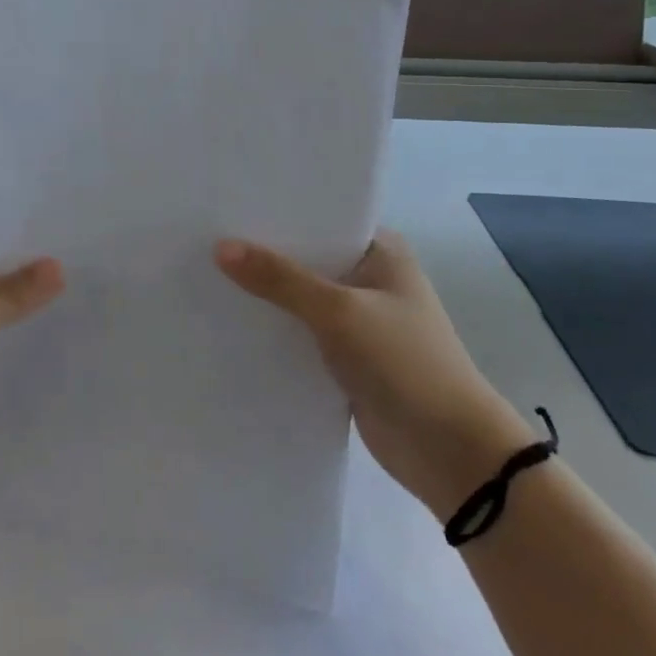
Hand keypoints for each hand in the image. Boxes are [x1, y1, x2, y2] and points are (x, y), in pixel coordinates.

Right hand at [216, 231, 534, 516]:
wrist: (450, 452)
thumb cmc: (404, 363)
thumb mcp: (339, 311)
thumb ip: (280, 279)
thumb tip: (221, 247)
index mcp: (381, 252)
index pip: (322, 218)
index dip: (278, 211)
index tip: (228, 203)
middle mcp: (369, 278)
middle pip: (307, 258)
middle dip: (264, 253)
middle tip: (205, 236)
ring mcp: (358, 320)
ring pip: (300, 298)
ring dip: (266, 294)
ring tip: (206, 273)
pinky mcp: (346, 358)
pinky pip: (300, 334)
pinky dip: (274, 330)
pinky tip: (230, 321)